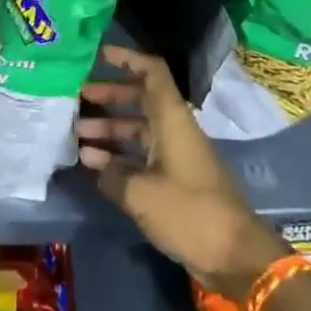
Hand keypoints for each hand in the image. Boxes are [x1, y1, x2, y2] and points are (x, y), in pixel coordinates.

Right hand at [78, 46, 288, 299]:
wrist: (234, 255)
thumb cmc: (188, 211)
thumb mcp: (141, 193)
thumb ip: (112, 174)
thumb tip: (94, 163)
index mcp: (172, 118)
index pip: (152, 72)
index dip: (127, 58)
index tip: (99, 55)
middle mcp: (174, 129)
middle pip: (140, 100)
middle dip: (109, 96)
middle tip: (77, 99)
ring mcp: (176, 154)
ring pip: (139, 129)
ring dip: (110, 129)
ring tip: (76, 135)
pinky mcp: (176, 180)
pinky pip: (143, 155)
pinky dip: (120, 156)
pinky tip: (94, 165)